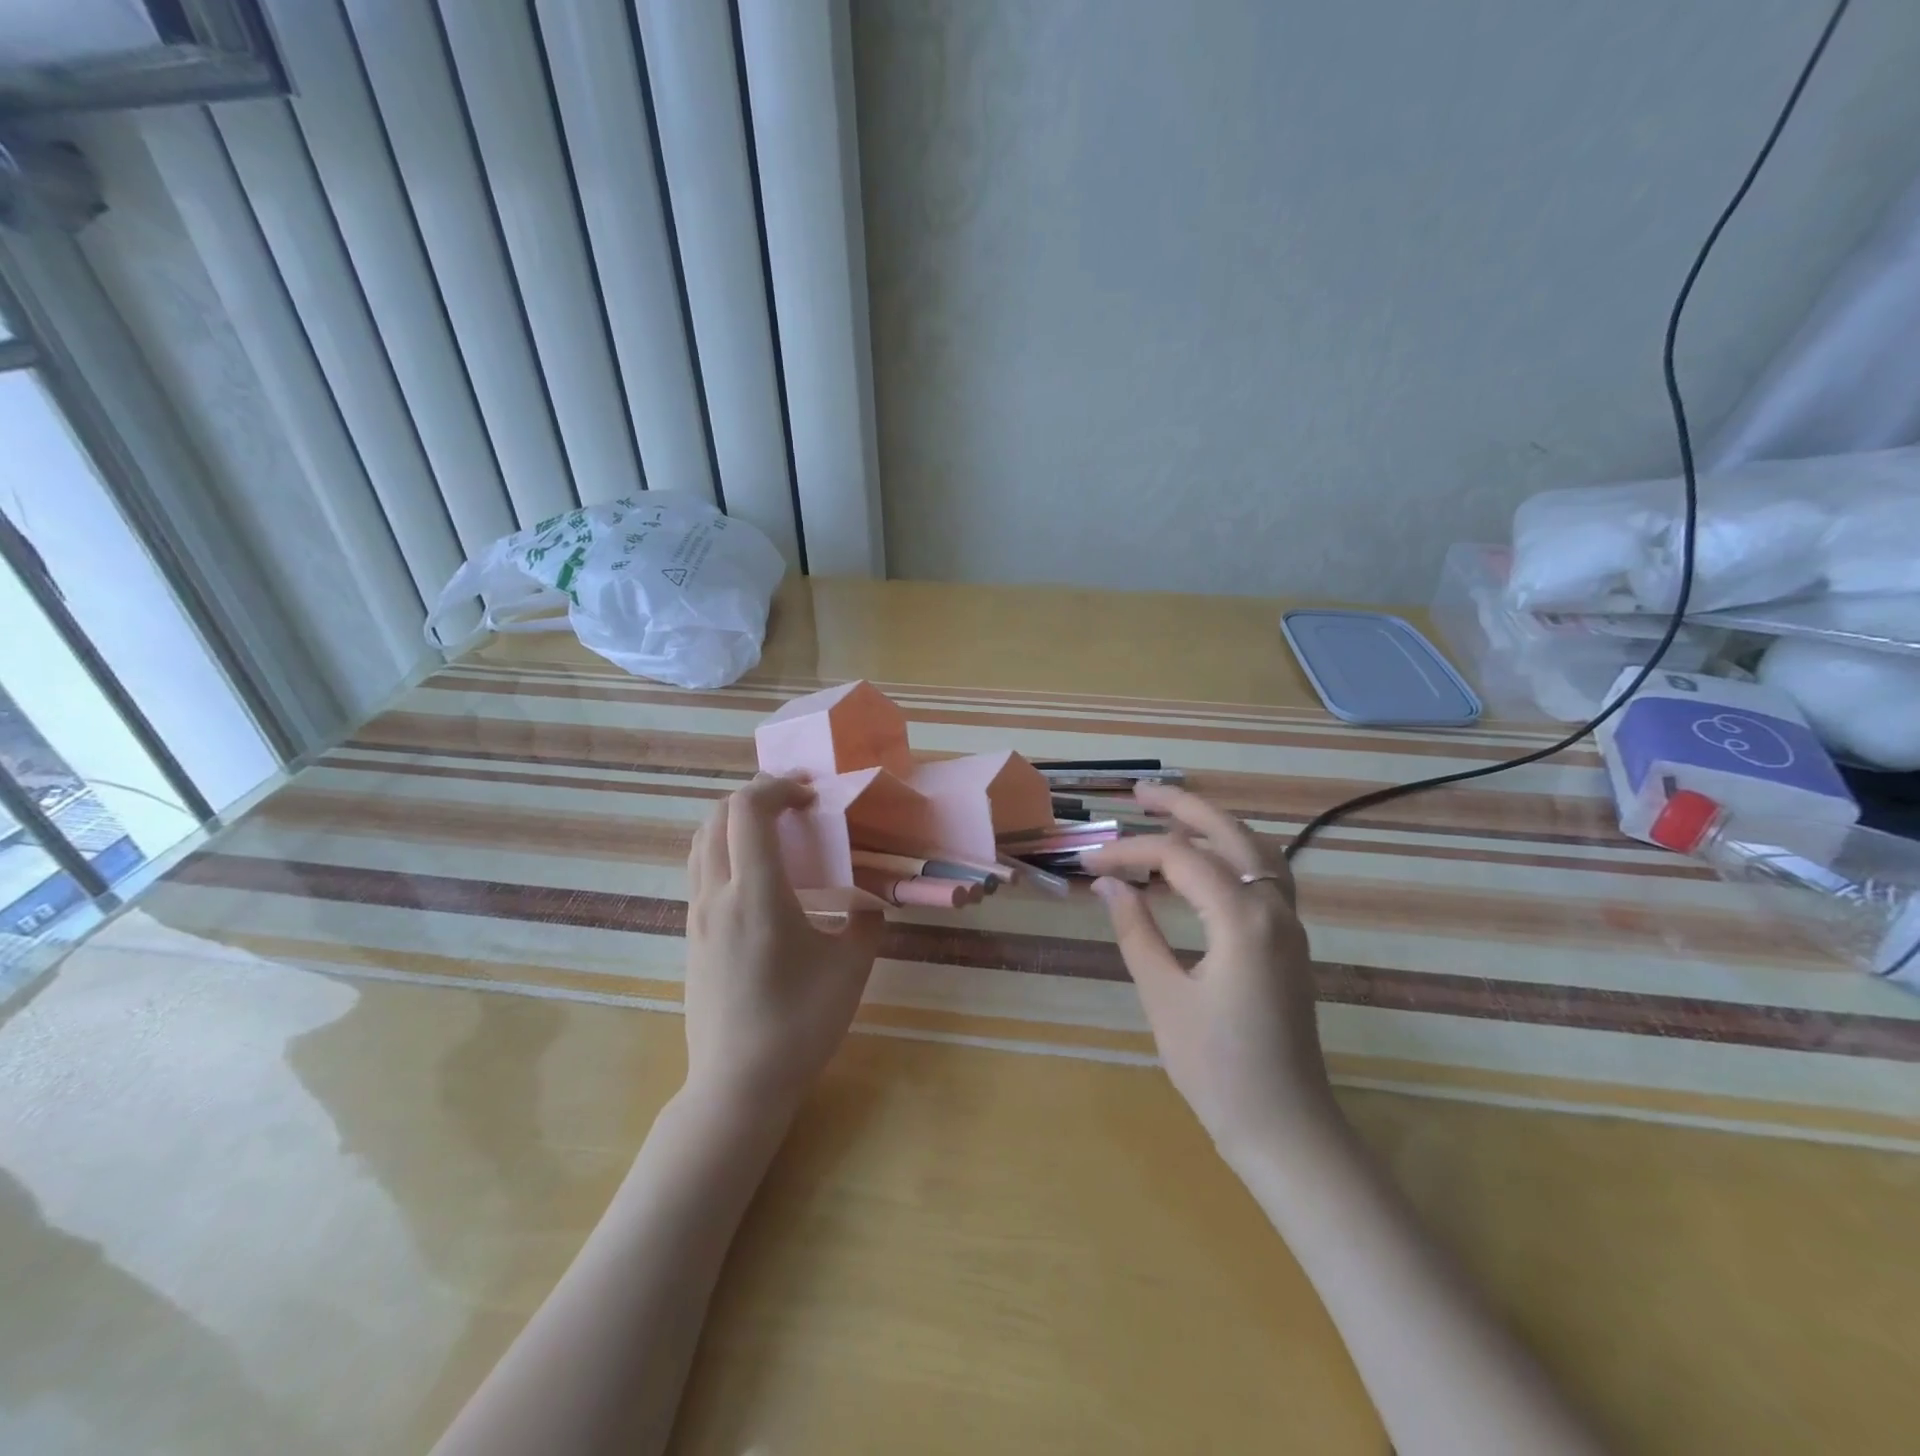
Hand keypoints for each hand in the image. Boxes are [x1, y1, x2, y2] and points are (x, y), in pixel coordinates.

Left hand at [683, 775, 883, 1109]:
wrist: (738, 1085)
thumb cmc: (799, 1024)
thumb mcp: (851, 968)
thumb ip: (865, 921)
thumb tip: (868, 900)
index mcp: (755, 894)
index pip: (748, 810)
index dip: (778, 787)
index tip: (811, 796)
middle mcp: (717, 894)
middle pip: (718, 816)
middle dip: (755, 794)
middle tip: (795, 801)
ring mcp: (697, 915)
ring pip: (702, 841)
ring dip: (735, 820)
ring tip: (774, 829)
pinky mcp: (692, 935)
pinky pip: (700, 869)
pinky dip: (725, 847)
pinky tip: (758, 874)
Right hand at [1082, 784, 1335, 1160]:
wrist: (1285, 1127)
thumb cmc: (1217, 1069)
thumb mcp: (1163, 997)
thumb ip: (1135, 931)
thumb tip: (1108, 883)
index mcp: (1242, 919)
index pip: (1179, 858)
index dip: (1129, 851)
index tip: (1089, 862)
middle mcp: (1274, 909)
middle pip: (1229, 833)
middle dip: (1183, 808)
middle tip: (1138, 794)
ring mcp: (1289, 925)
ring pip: (1255, 850)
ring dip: (1213, 826)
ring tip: (1170, 816)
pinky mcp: (1290, 942)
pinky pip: (1264, 876)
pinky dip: (1232, 855)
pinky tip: (1204, 865)